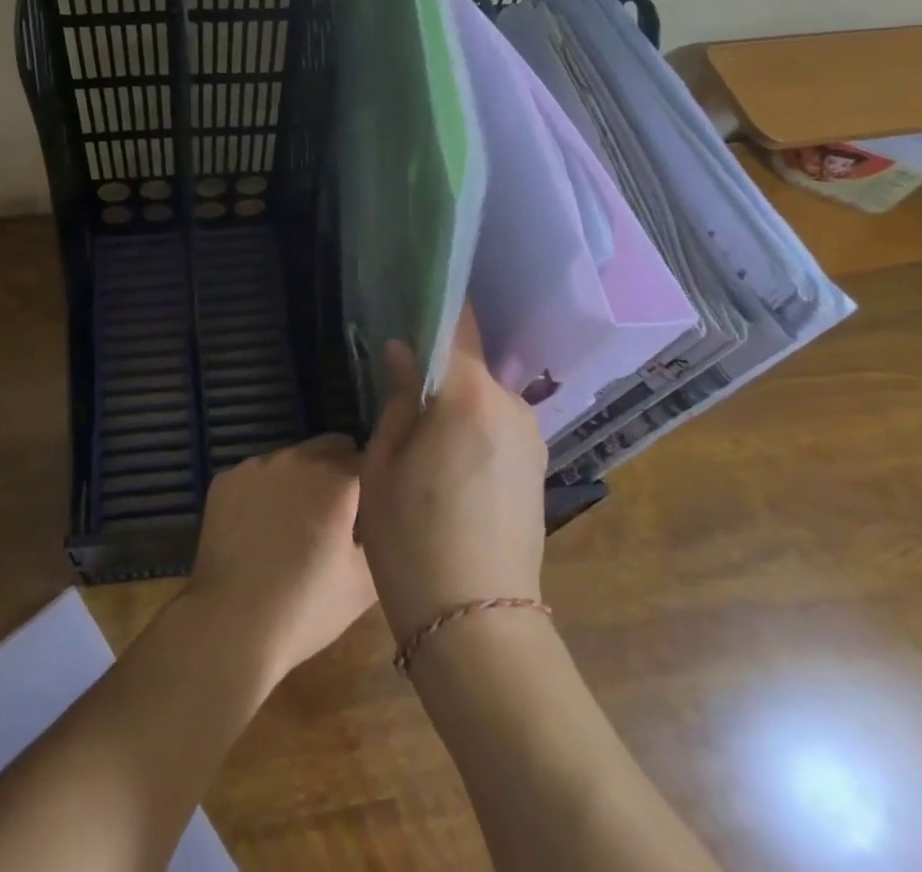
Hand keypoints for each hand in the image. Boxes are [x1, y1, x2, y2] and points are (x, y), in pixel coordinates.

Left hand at [186, 435, 377, 686]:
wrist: (230, 626)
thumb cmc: (305, 608)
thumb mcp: (364, 583)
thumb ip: (383, 537)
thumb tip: (386, 517)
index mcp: (336, 479)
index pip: (370, 460)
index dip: (376, 483)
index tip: (374, 508)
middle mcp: (297, 458)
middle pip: (332, 448)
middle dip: (341, 472)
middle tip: (338, 515)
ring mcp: (257, 465)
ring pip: (293, 458)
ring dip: (302, 479)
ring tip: (296, 524)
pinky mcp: (226, 479)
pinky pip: (258, 474)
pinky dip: (266, 492)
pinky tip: (260, 528)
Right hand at [358, 304, 548, 644]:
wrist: (477, 627)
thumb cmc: (413, 539)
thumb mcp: (384, 464)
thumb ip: (398, 399)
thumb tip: (402, 353)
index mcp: (470, 395)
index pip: (459, 325)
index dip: (437, 304)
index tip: (413, 294)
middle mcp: (511, 406)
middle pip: (470, 365)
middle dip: (438, 369)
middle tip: (399, 390)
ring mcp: (531, 439)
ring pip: (483, 399)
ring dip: (455, 404)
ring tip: (421, 439)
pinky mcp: (537, 468)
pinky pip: (497, 427)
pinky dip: (472, 429)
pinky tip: (448, 467)